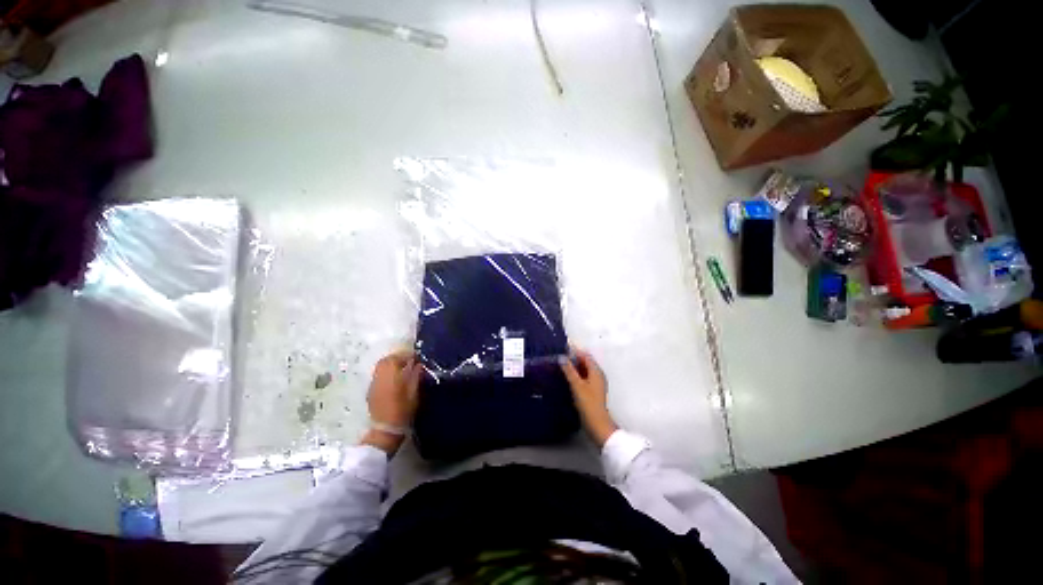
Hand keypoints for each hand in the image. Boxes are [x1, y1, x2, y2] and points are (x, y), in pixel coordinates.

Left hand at [361, 350, 422, 454]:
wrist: (385, 429)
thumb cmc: (403, 412)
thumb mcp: (414, 394)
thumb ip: (416, 377)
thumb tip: (419, 365)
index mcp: (392, 377)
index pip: (397, 359)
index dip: (407, 355)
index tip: (416, 357)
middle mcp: (380, 377)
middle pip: (386, 360)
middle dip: (398, 357)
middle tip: (409, 361)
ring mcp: (374, 383)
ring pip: (380, 365)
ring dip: (391, 363)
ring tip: (402, 367)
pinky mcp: (371, 389)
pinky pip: (378, 373)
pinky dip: (386, 370)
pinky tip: (394, 377)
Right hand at [559, 348, 616, 446]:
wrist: (597, 424)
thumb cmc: (588, 403)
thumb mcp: (576, 385)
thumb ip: (569, 370)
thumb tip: (561, 357)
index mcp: (596, 371)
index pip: (585, 355)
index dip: (575, 351)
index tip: (563, 347)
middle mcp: (597, 375)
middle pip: (585, 362)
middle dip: (574, 358)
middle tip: (559, 356)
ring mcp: (595, 384)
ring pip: (584, 370)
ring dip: (574, 367)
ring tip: (560, 365)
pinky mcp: (592, 391)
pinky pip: (583, 378)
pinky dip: (576, 375)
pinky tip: (566, 378)